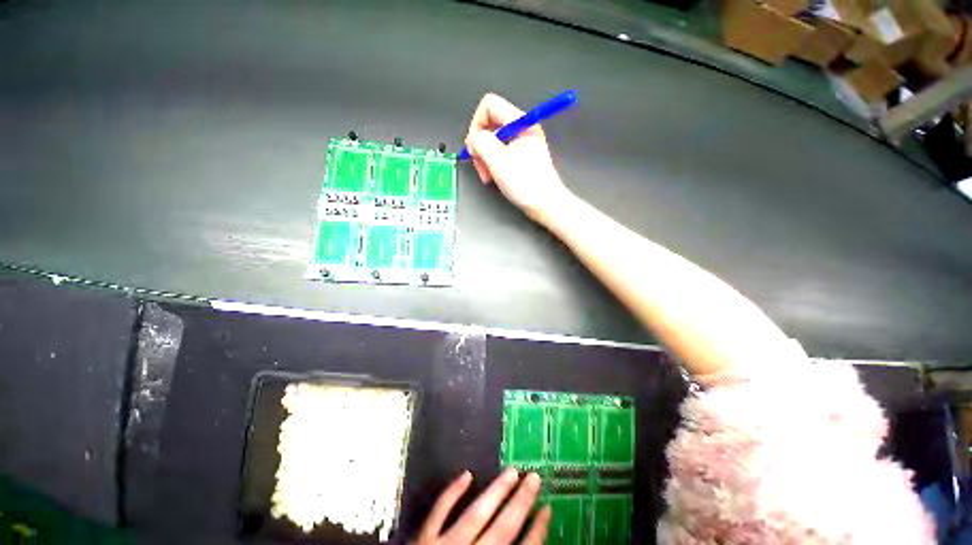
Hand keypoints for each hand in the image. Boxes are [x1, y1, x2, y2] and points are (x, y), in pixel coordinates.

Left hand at [416, 468, 550, 544]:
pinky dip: (453, 492)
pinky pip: (439, 511)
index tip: (548, 509)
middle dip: (521, 503)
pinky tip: (467, 474)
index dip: (537, 531)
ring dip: (496, 491)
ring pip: (476, 514)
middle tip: (534, 477)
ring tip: (512, 471)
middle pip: (502, 528)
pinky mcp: (422, 539)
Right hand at [465, 93, 571, 226]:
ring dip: (485, 157)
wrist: (545, 204)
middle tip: (481, 165)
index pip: (489, 105)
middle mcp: (522, 128)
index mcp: (521, 122)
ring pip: (492, 140)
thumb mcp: (499, 161)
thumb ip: (481, 143)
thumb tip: (473, 139)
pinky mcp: (520, 155)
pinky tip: (494, 176)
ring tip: (488, 174)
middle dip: (480, 145)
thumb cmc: (529, 185)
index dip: (476, 124)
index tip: (475, 146)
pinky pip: (499, 152)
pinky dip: (492, 163)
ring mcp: (521, 142)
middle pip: (489, 124)